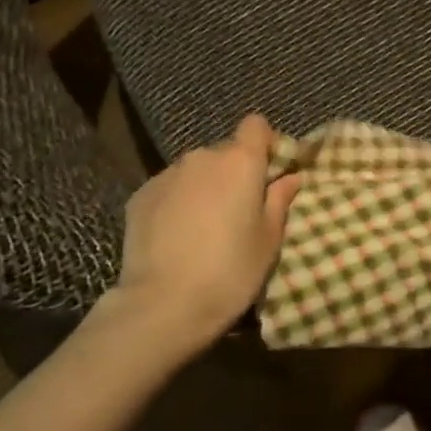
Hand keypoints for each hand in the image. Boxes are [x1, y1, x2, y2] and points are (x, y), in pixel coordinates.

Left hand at [111, 115, 301, 345]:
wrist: (163, 304)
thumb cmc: (230, 271)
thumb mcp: (269, 240)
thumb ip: (280, 200)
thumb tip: (291, 177)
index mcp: (240, 162)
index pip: (256, 125)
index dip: (265, 143)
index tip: (269, 173)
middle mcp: (202, 157)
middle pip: (225, 151)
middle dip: (234, 172)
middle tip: (239, 210)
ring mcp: (167, 174)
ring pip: (195, 171)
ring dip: (204, 187)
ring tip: (204, 227)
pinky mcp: (140, 195)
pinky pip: (169, 189)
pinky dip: (177, 202)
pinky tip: (176, 237)